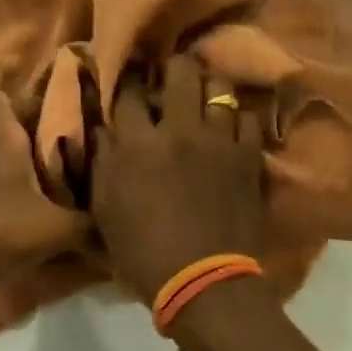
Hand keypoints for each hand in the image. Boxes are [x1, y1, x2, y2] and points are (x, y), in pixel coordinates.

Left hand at [0, 84, 88, 287]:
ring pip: (14, 148)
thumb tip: (124, 225)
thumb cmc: (1, 228)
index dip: (10, 81)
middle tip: (83, 118)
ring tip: (81, 152)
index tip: (44, 80)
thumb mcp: (57, 226)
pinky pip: (14, 174)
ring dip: (40, 149)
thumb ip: (92, 224)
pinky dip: (34, 176)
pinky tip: (63, 191)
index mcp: (4, 137)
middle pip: (12, 119)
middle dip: (44, 116)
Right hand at [92, 53, 266, 304]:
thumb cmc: (143, 251)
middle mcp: (179, 130)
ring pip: (219, 86)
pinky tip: (230, 126)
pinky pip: (249, 117)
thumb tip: (102, 126)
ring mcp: (219, 140)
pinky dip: (238, 117)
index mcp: (137, 143)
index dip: (127, 77)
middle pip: (179, 72)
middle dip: (172, 67)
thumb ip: (102, 160)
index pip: (128, 90)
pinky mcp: (249, 156)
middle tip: (169, 79)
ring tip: (204, 96)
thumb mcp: (105, 208)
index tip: (129, 75)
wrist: (203, 283)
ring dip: (208, 87)